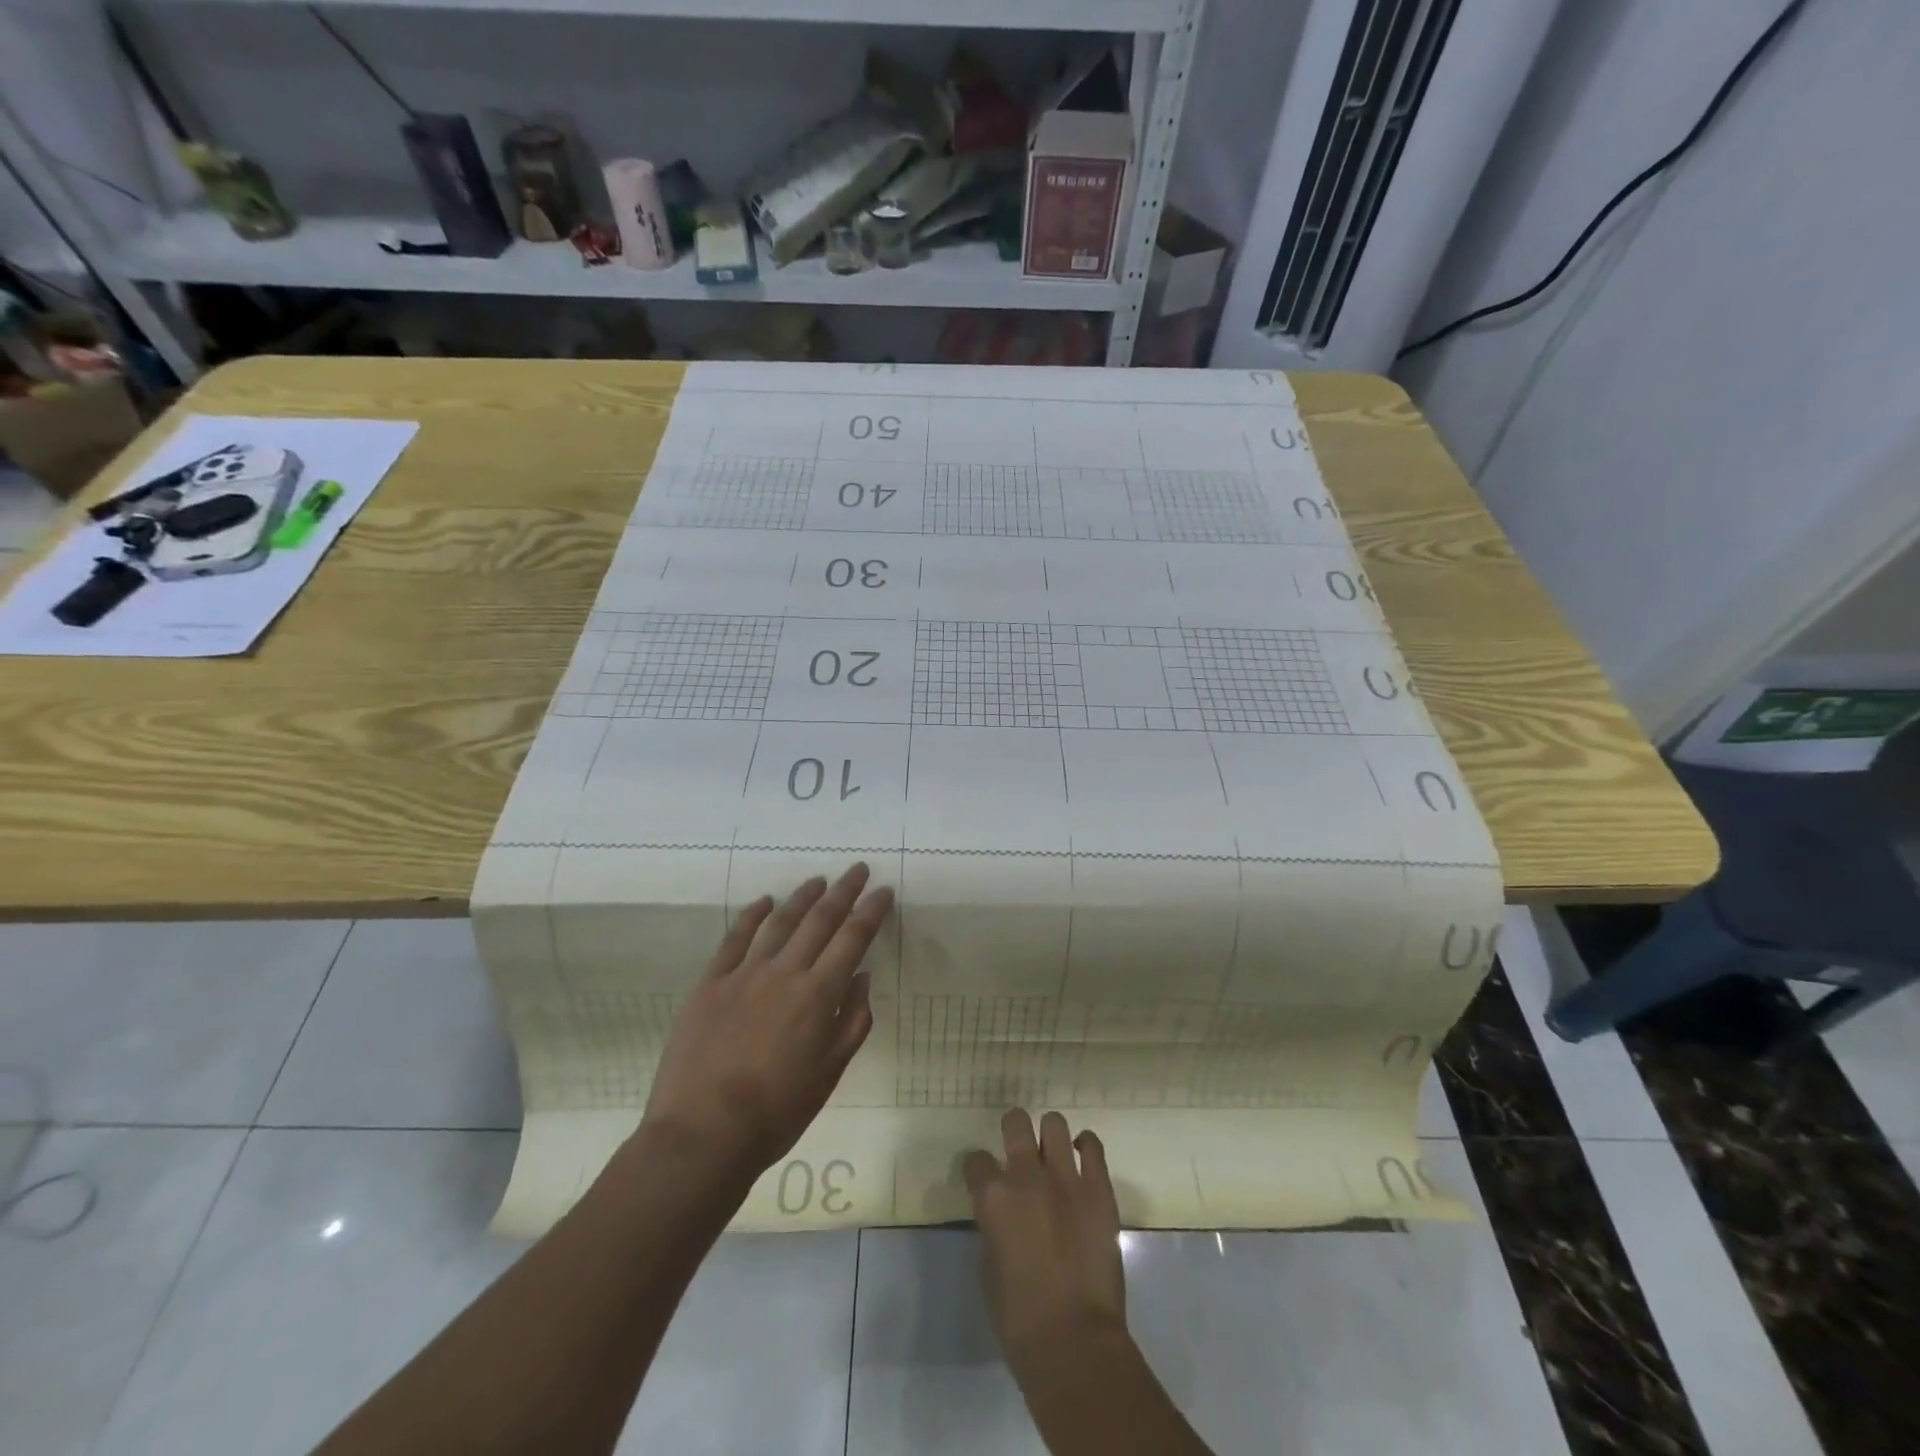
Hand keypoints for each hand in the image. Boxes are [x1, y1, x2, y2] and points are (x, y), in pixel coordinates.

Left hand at [640, 863, 892, 1192]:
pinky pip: (734, 938)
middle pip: (820, 919)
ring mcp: (744, 974)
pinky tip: (764, 902)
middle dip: (843, 891)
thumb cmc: (777, 1112)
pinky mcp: (711, 983)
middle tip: (858, 870)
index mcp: (818, 995)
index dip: (871, 911)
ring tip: (818, 880)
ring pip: (779, 921)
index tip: (883, 891)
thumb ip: (852, 1021)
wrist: (703, 1133)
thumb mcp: (830, 1073)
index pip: (853, 939)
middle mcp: (785, 972)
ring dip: (802, 896)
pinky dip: (752, 915)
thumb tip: (861, 977)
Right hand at [965, 1109, 1126, 1374]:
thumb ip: (993, 1228)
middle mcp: (1026, 1176)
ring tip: (1052, 1154)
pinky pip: (1092, 1146)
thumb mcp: (988, 1268)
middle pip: (1015, 1123)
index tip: (983, 1178)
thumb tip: (1003, 1216)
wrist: (1075, 1344)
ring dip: (1049, 1136)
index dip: (978, 1169)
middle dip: (1013, 1130)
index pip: (975, 1160)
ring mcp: (1066, 1179)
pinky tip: (1081, 1158)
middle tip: (1018, 1149)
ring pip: (1054, 1123)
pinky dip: (1085, 1147)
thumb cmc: (1019, 1319)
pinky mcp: (1099, 1190)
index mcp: (993, 1198)